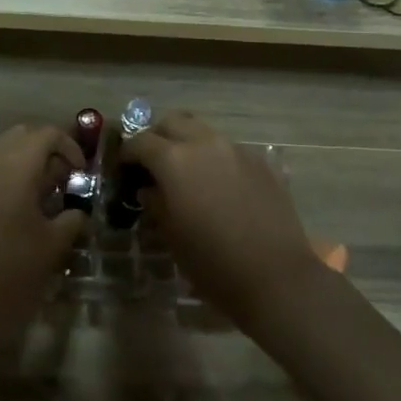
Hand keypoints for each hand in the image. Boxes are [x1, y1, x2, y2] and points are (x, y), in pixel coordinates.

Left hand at [0, 125, 86, 347]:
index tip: (82, 172)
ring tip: (46, 194)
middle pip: (22, 136)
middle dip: (47, 148)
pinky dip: (9, 177)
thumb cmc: (10, 275)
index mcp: (15, 169)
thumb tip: (78, 211)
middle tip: (66, 177)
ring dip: (27, 162)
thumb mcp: (52, 248)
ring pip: (3, 152)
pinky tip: (22, 210)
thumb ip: (71, 220)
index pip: (46, 134)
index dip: (69, 145)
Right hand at [120, 113, 322, 329]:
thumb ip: (155, 203)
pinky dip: (213, 157)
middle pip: (172, 122)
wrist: (277, 278)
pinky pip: (227, 148)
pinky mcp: (260, 162)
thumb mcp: (171, 236)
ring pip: (202, 131)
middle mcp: (204, 144)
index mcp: (175, 160)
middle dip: (157, 136)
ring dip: (187, 143)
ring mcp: (236, 150)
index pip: (140, 141)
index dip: (127, 153)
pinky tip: (216, 185)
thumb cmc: (213, 263)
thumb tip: (149, 188)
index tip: (123, 168)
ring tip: (185, 172)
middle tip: (151, 162)